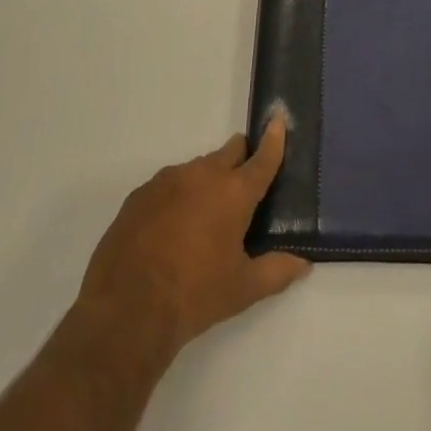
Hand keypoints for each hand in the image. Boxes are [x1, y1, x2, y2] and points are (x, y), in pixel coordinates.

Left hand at [75, 117, 310, 364]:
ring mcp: (168, 180)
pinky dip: (177, 197)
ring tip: (202, 219)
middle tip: (240, 188)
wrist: (126, 311)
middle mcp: (203, 175)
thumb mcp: (241, 290)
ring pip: (197, 168)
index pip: (262, 158)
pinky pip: (167, 185)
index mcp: (234, 193)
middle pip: (229, 151)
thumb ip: (276, 272)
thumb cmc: (194, 297)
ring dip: (206, 182)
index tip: (278, 119)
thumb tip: (304, 264)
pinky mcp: (140, 194)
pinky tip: (170, 228)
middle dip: (240, 160)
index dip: (274, 139)